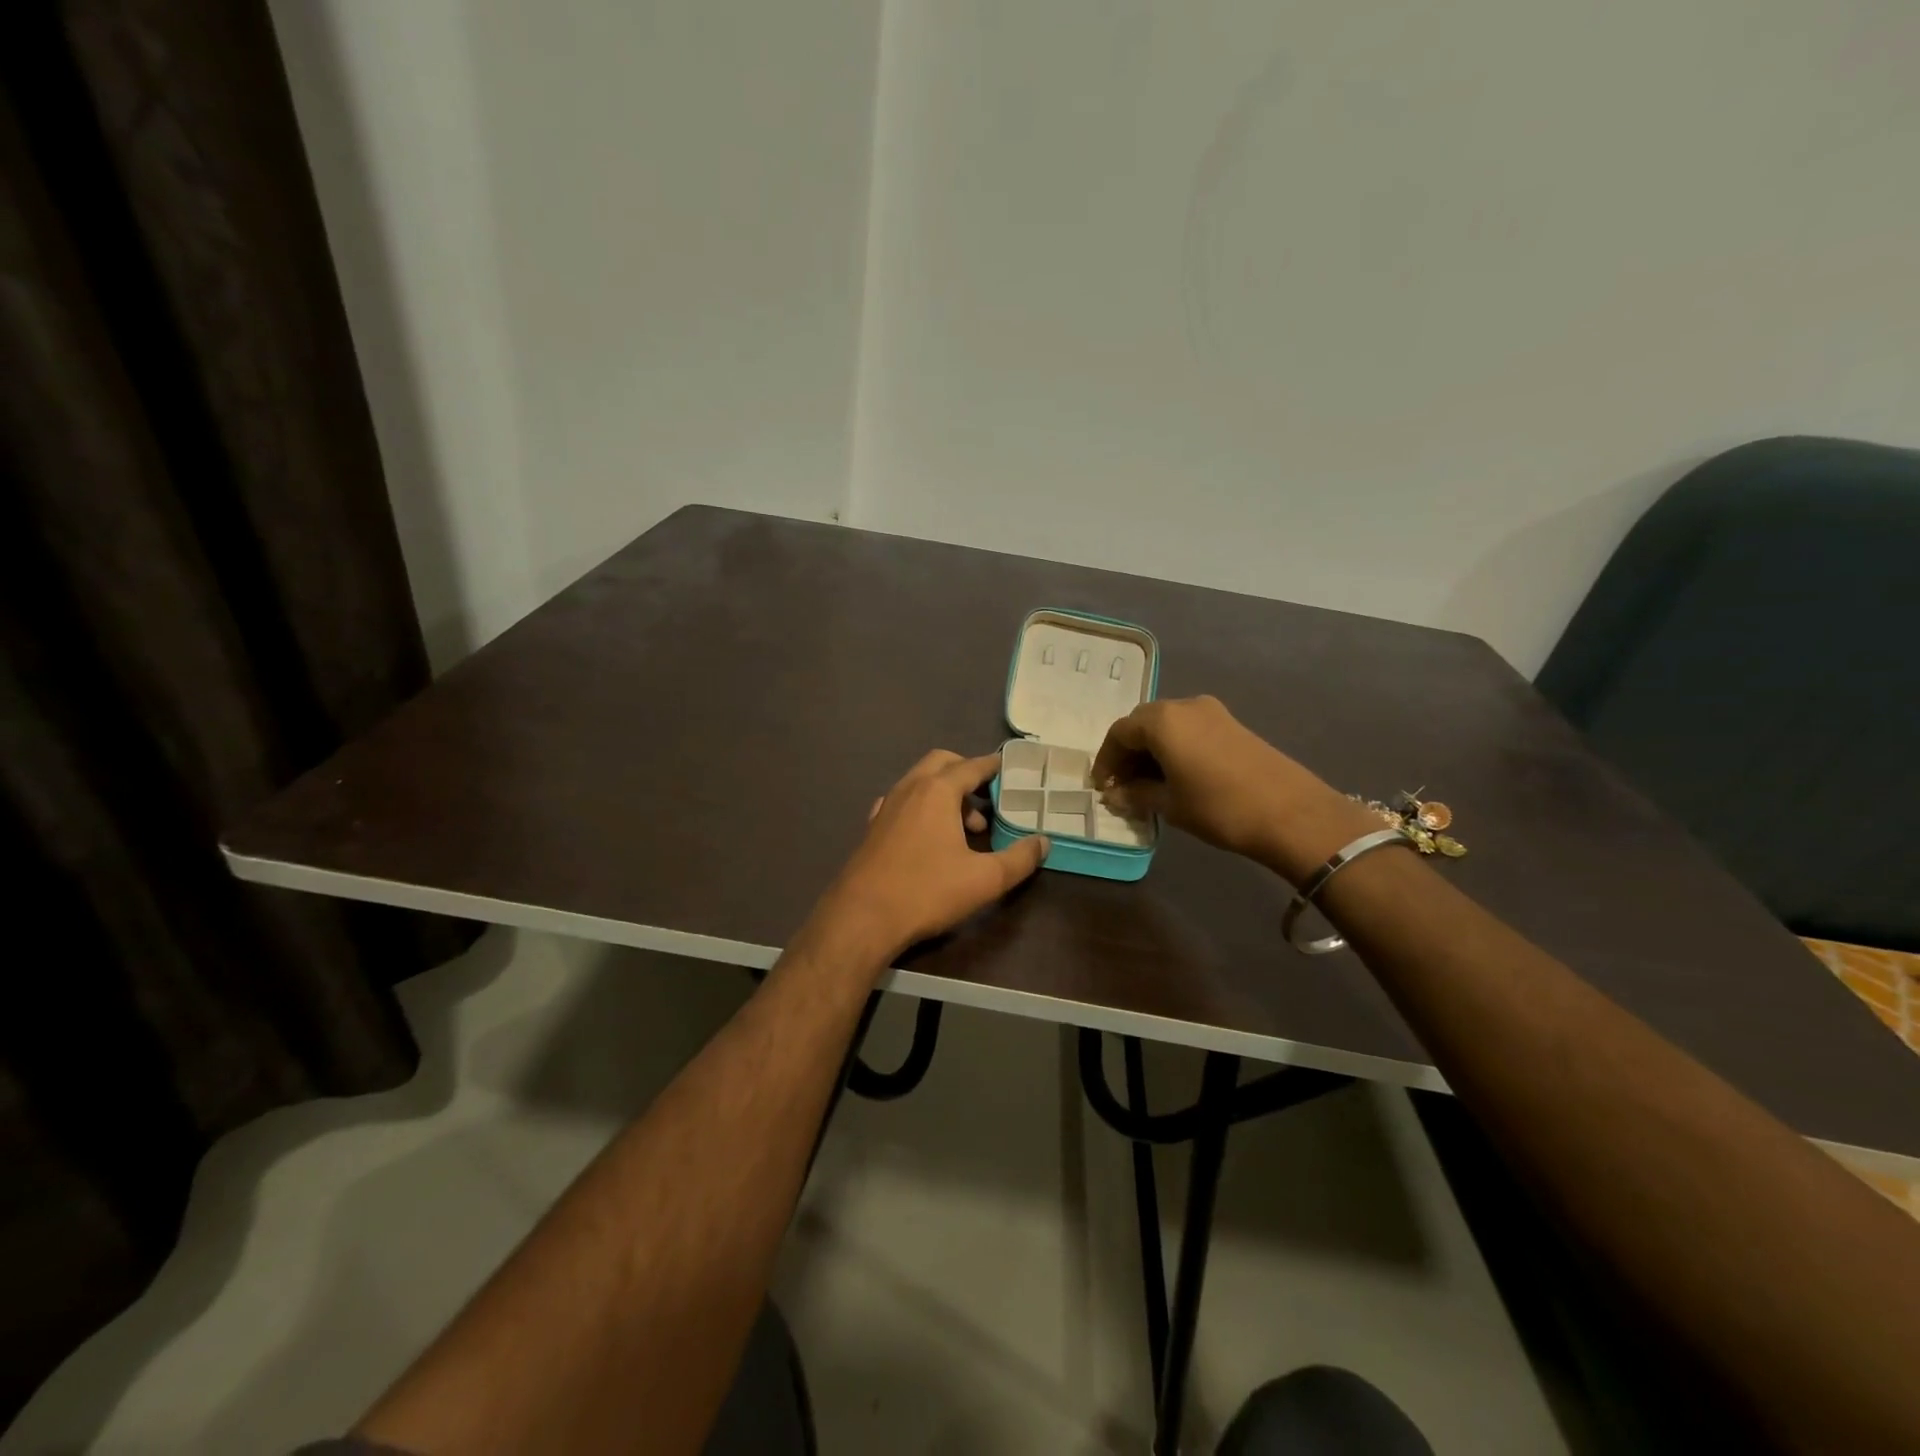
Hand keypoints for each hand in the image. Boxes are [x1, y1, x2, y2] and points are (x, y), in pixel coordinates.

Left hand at [809, 751, 1049, 965]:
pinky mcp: (872, 827)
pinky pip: (902, 802)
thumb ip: (1020, 859)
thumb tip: (1043, 842)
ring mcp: (886, 806)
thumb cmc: (927, 891)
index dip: (993, 766)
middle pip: (942, 763)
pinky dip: (922, 807)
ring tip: (966, 828)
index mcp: (937, 790)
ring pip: (920, 782)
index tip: (1010, 769)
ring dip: (945, 793)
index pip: (972, 766)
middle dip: (966, 773)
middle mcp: (909, 788)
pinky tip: (929, 836)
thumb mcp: (985, 879)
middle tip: (987, 798)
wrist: (862, 917)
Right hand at [1093, 696, 1360, 873]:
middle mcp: (1184, 705)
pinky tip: (1176, 776)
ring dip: (1151, 750)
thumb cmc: (1219, 808)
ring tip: (1147, 784)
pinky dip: (1174, 748)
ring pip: (1167, 725)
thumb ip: (1136, 795)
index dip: (1106, 761)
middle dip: (1127, 753)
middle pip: (1142, 723)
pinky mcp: (1232, 724)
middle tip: (1122, 786)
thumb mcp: (1170, 805)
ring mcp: (1212, 712)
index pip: (1119, 733)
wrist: (1291, 813)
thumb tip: (1114, 795)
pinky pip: (1189, 729)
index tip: (1102, 788)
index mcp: (1162, 720)